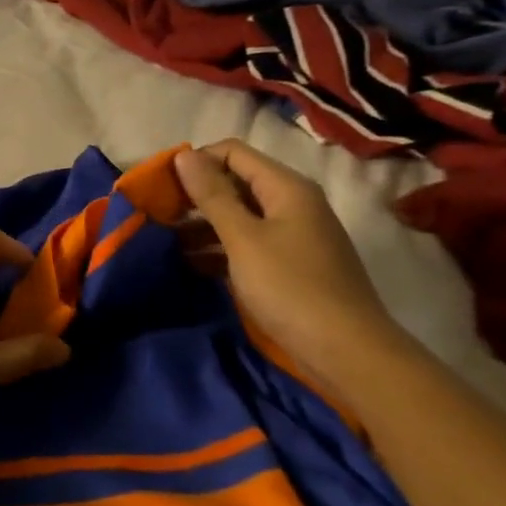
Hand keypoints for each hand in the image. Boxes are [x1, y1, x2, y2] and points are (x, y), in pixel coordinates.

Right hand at [173, 141, 406, 388]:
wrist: (347, 352)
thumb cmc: (291, 287)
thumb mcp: (243, 238)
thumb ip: (212, 195)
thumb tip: (184, 155)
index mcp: (286, 187)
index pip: (232, 152)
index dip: (196, 162)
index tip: (162, 186)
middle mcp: (292, 203)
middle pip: (235, 182)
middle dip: (195, 194)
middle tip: (158, 214)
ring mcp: (293, 234)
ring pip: (238, 214)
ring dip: (202, 224)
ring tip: (166, 242)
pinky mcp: (289, 263)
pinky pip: (247, 242)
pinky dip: (219, 248)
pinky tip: (191, 263)